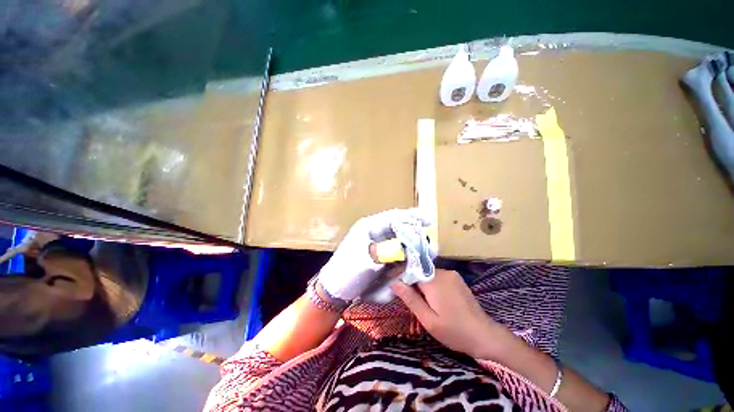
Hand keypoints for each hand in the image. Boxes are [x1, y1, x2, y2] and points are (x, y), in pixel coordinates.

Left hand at [318, 209, 430, 301]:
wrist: (335, 289)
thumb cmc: (347, 272)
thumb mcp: (366, 260)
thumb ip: (387, 252)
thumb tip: (407, 248)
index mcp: (369, 227)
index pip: (393, 217)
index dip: (411, 217)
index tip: (428, 219)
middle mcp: (374, 232)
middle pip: (398, 227)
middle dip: (414, 233)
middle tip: (428, 242)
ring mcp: (376, 243)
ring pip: (398, 239)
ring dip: (411, 245)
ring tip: (424, 252)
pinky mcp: (378, 254)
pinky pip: (395, 250)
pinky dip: (404, 255)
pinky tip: (412, 260)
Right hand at [391, 269, 511, 358]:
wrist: (485, 335)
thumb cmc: (454, 331)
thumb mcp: (428, 320)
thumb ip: (410, 299)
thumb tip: (394, 283)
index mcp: (434, 281)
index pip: (410, 271)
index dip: (401, 278)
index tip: (395, 288)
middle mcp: (443, 272)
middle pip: (419, 272)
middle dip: (412, 284)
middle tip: (411, 302)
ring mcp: (451, 274)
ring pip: (428, 275)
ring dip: (422, 285)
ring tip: (424, 303)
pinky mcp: (457, 279)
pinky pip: (438, 277)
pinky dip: (432, 285)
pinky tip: (436, 300)